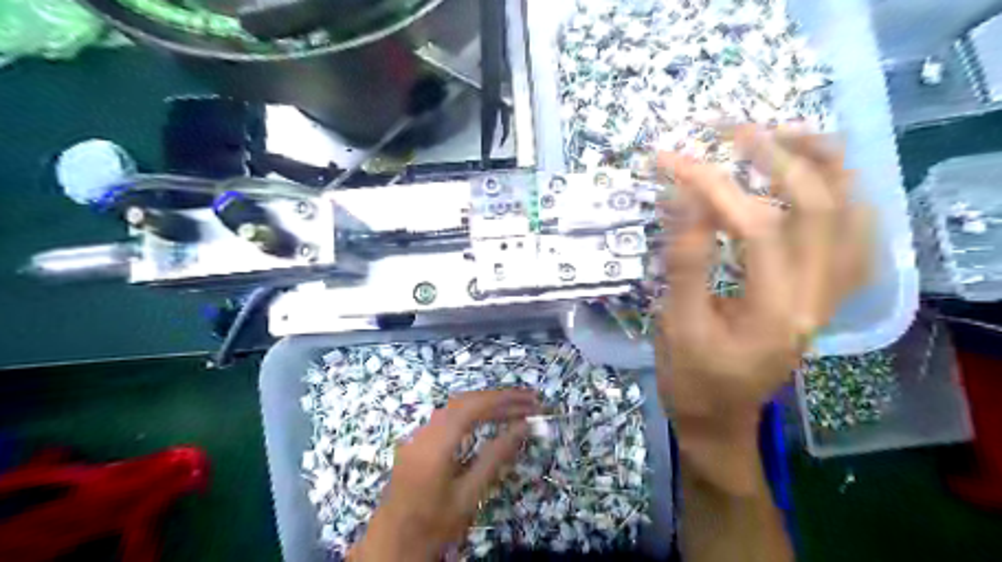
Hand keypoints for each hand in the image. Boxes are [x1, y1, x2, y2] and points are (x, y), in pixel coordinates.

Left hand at [352, 390, 539, 561]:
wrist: (391, 547)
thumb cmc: (433, 525)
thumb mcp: (469, 495)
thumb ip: (495, 457)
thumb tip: (522, 427)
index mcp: (436, 443)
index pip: (474, 406)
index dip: (504, 399)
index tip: (531, 399)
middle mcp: (425, 431)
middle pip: (465, 402)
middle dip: (498, 399)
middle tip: (529, 402)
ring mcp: (418, 436)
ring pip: (455, 408)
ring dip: (485, 405)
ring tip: (515, 409)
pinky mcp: (417, 443)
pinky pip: (447, 418)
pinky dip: (472, 414)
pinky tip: (487, 421)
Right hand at [658, 130, 868, 488]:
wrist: (720, 419)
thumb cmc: (690, 378)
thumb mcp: (675, 324)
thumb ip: (684, 262)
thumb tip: (683, 195)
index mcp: (775, 312)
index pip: (754, 227)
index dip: (711, 185)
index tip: (669, 161)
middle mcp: (817, 298)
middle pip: (818, 207)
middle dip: (773, 156)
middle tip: (728, 129)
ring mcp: (830, 295)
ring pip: (853, 214)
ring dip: (822, 163)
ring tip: (780, 132)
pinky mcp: (826, 295)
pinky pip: (856, 236)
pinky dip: (844, 196)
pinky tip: (817, 177)